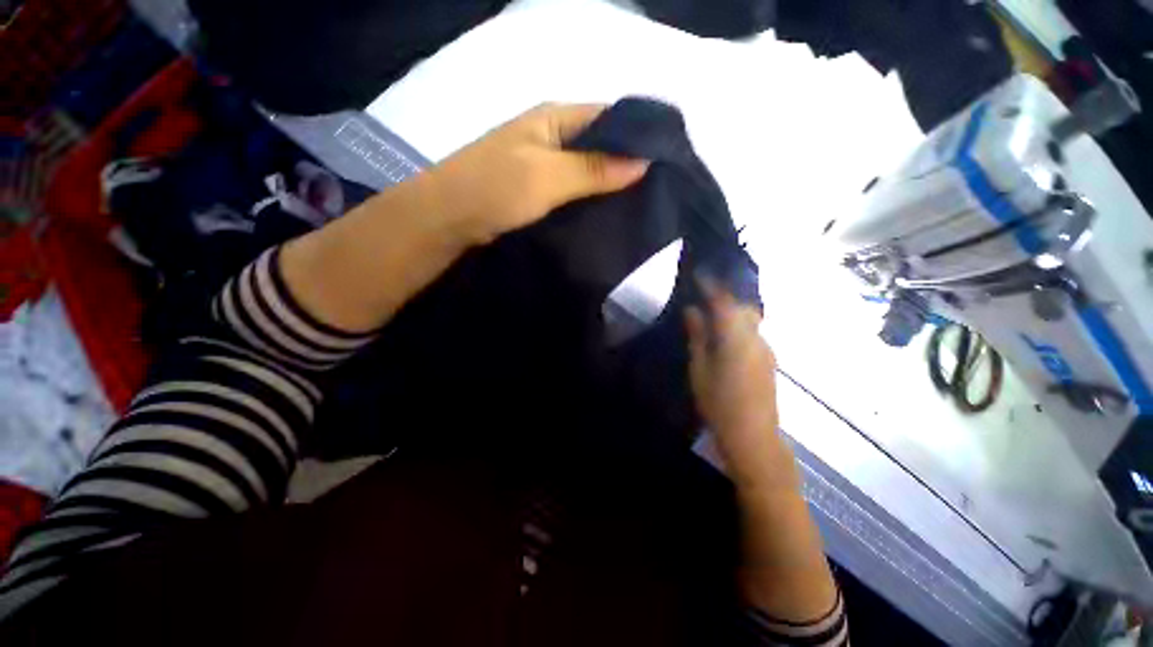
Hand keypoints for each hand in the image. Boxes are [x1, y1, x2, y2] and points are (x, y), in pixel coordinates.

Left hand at [427, 103, 649, 243]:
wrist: (449, 218)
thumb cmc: (495, 188)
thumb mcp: (548, 176)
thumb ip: (595, 169)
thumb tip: (643, 162)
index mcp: (555, 118)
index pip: (609, 117)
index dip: (638, 136)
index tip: (665, 163)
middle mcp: (552, 136)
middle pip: (600, 145)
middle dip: (626, 165)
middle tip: (656, 190)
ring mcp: (544, 165)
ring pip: (587, 170)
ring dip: (609, 186)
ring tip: (640, 205)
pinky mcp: (538, 190)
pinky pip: (573, 191)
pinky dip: (590, 200)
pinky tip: (608, 215)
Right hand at [685, 277, 798, 492]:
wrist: (753, 436)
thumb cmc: (718, 403)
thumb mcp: (699, 369)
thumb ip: (697, 336)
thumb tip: (692, 310)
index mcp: (736, 338)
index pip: (724, 301)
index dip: (711, 285)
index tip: (699, 273)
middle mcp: (756, 338)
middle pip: (744, 306)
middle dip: (726, 295)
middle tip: (706, 292)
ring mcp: (766, 349)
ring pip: (751, 319)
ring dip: (733, 310)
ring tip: (713, 311)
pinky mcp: (769, 360)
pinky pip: (754, 332)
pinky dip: (740, 325)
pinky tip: (726, 335)